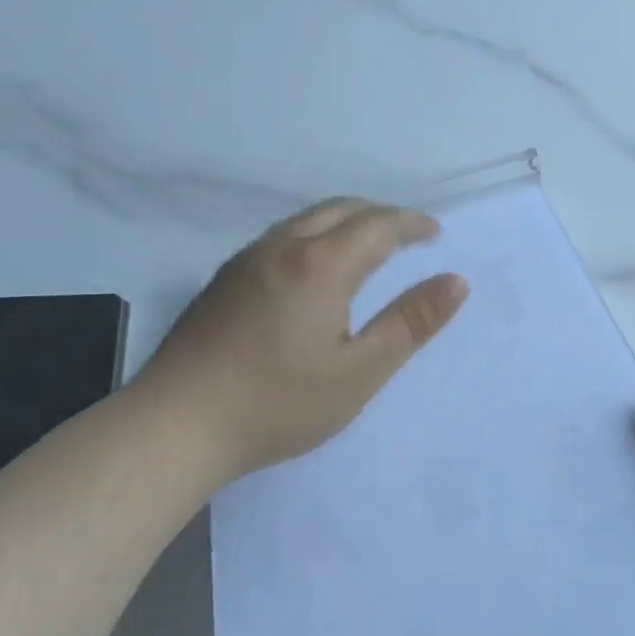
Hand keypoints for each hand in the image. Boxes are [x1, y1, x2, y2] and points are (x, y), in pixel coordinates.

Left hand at [141, 199, 468, 481]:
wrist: (178, 424)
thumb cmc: (279, 403)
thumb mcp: (360, 371)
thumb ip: (410, 323)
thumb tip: (456, 282)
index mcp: (319, 265)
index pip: (377, 225)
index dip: (411, 224)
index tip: (435, 233)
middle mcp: (280, 248)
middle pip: (339, 210)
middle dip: (379, 215)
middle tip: (408, 235)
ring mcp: (244, 262)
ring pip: (304, 221)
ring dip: (344, 223)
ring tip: (368, 247)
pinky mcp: (223, 282)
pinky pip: (281, 239)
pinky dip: (314, 238)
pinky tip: (315, 271)